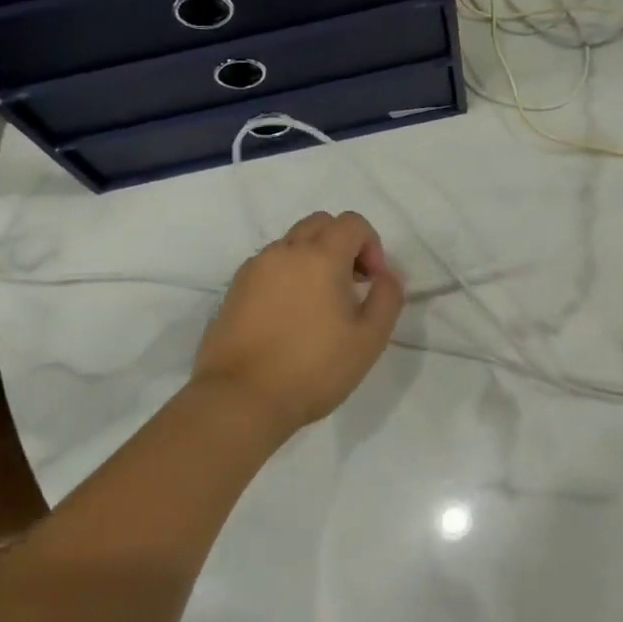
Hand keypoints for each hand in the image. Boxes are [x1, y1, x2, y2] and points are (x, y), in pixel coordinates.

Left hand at [189, 211, 405, 441]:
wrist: (240, 398)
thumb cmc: (313, 368)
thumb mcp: (369, 339)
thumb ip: (388, 297)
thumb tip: (387, 275)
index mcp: (321, 256)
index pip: (352, 223)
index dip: (372, 245)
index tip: (373, 282)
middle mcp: (285, 251)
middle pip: (320, 223)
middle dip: (342, 244)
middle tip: (351, 284)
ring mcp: (255, 268)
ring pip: (291, 243)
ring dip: (313, 258)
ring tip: (319, 303)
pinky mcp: (234, 289)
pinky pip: (269, 265)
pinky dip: (287, 274)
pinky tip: (290, 315)